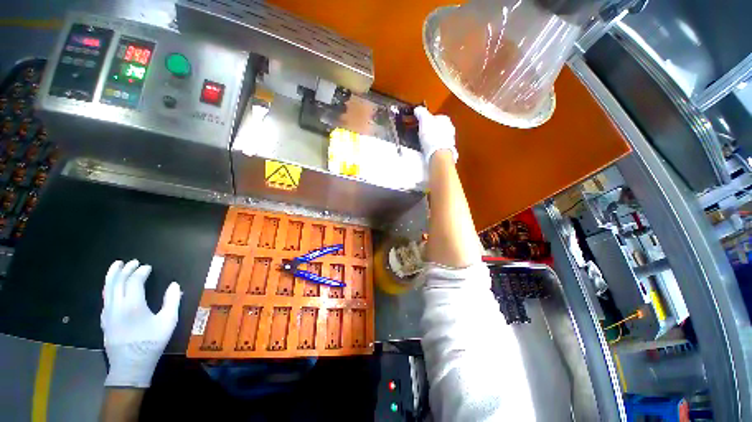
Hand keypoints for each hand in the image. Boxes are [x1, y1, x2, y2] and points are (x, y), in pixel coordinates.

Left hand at [101, 259, 181, 387]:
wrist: (130, 366)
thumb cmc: (151, 343)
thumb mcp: (168, 322)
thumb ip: (172, 301)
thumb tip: (174, 285)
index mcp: (132, 305)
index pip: (134, 281)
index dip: (141, 272)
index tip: (148, 267)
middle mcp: (116, 306)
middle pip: (117, 282)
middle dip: (124, 270)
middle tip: (132, 261)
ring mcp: (107, 313)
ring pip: (107, 289)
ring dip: (112, 275)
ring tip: (117, 266)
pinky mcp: (104, 320)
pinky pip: (105, 298)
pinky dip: (109, 287)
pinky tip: (112, 287)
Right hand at [414, 106, 458, 164]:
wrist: (439, 153)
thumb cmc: (432, 136)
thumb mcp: (424, 120)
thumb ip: (421, 113)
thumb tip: (418, 109)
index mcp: (445, 119)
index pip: (435, 116)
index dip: (427, 120)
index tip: (421, 125)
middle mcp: (450, 128)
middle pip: (438, 127)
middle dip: (431, 130)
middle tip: (422, 134)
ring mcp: (450, 139)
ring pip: (439, 136)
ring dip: (433, 139)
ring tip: (424, 143)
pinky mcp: (447, 149)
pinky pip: (439, 145)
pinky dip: (434, 146)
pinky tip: (428, 149)